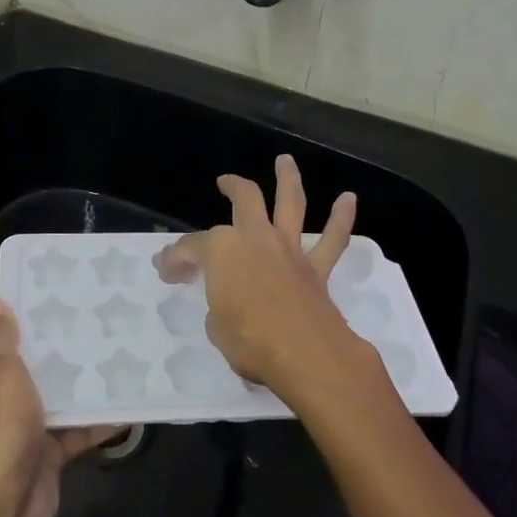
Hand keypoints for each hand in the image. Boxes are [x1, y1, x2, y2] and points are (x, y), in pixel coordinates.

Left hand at [0, 296, 117, 516]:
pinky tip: (127, 406)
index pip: (1, 348)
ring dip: (81, 388)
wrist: (5, 505)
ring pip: (56, 402)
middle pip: (32, 373)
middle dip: (60, 356)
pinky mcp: (46, 456)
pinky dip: (97, 422)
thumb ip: (2, 338)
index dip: (26, 329)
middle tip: (96, 327)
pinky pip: (75, 432)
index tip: (58, 307)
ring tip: (117, 357)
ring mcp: (22, 432)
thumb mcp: (1, 372)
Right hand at [155, 155, 372, 406]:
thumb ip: (218, 304)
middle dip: (233, 187)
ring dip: (288, 179)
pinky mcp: (316, 268)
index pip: (190, 248)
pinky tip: (348, 199)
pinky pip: (332, 240)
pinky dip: (341, 218)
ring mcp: (288, 250)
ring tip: (285, 160)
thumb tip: (225, 300)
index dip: (175, 259)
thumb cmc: (249, 341)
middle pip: (244, 200)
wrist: (305, 356)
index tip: (167, 272)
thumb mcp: (215, 326)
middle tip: (224, 182)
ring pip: (289, 203)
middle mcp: (255, 238)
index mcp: (221, 250)